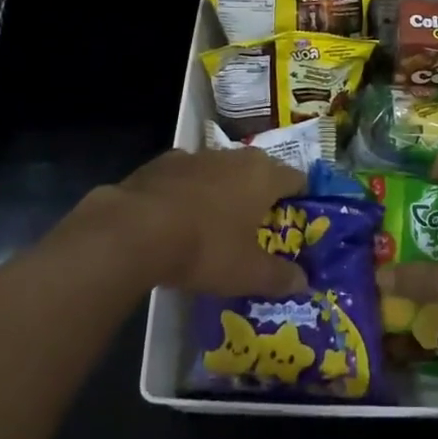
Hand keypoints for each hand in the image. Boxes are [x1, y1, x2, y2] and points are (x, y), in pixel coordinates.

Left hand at [77, 147, 309, 298]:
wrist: (133, 230)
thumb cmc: (204, 247)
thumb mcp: (247, 273)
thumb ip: (278, 277)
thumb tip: (303, 283)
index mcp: (263, 175)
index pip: (297, 178)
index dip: (301, 198)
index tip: (299, 220)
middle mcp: (234, 156)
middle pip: (259, 171)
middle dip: (262, 195)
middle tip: (260, 227)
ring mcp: (196, 156)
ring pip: (222, 171)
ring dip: (225, 191)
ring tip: (218, 225)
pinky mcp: (162, 163)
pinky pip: (188, 177)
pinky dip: (190, 193)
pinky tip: (179, 219)